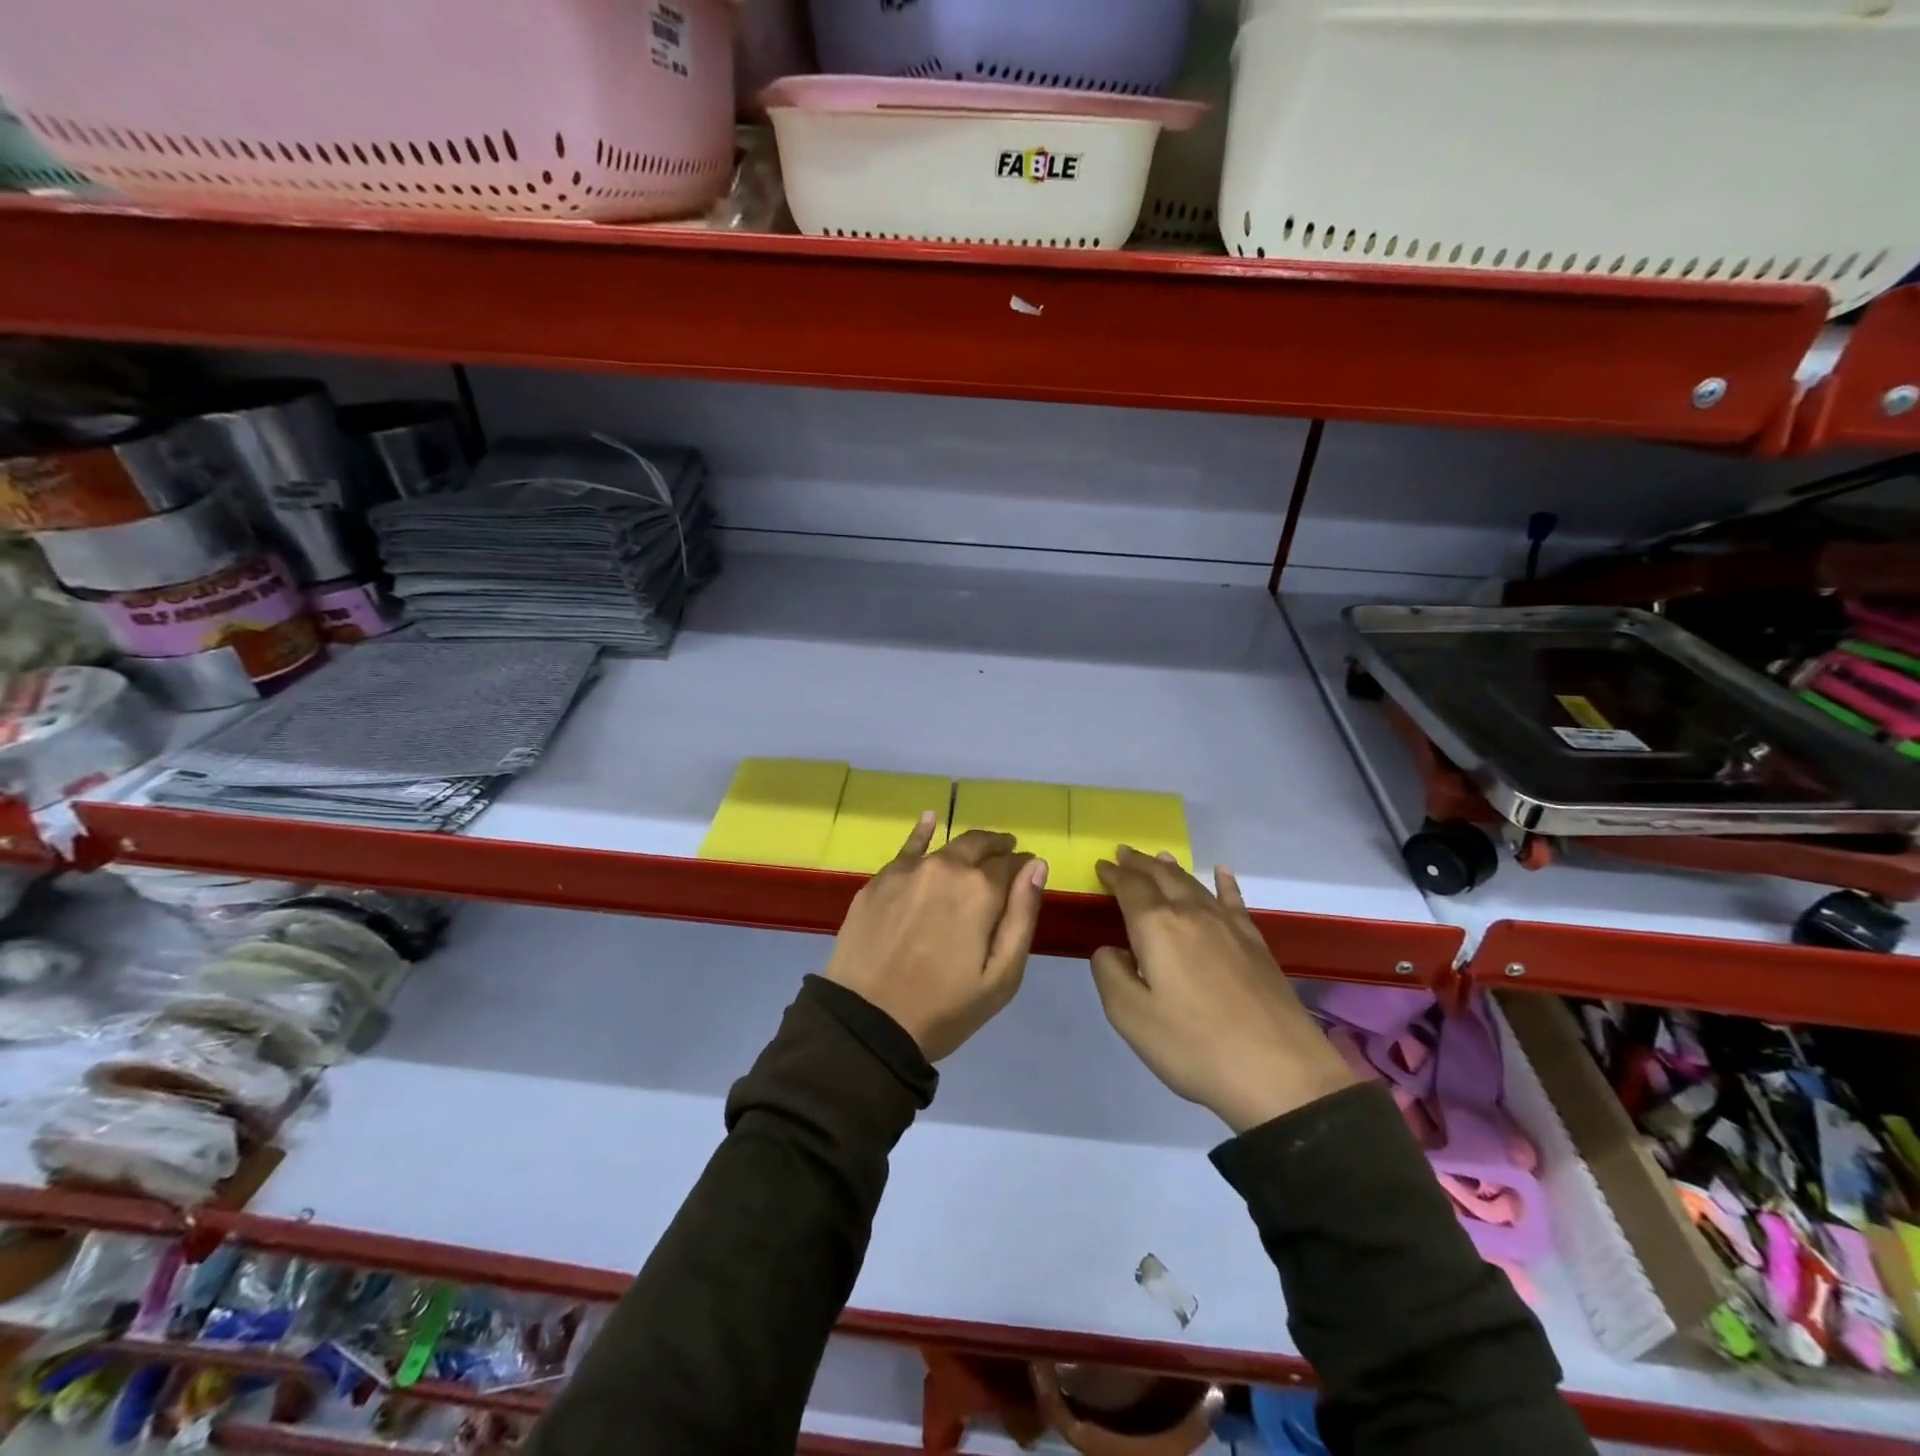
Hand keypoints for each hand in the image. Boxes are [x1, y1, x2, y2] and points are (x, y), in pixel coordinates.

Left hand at [825, 816, 1048, 1061]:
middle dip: (997, 849)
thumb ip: (1022, 915)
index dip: (1023, 866)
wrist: (867, 1022)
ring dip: (966, 848)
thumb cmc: (944, 1007)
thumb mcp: (1001, 975)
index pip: (1012, 863)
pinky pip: (907, 847)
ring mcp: (909, 870)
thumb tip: (1036, 866)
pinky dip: (923, 832)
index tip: (1027, 873)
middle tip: (1006, 856)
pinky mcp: (880, 879)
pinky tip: (930, 819)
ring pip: (946, 846)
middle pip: (979, 845)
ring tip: (976, 853)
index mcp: (981, 890)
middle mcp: (946, 867)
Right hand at [1091, 848, 1358, 1133]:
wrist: (1280, 1073)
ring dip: (1172, 869)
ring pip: (1194, 884)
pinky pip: (1234, 900)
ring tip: (1159, 859)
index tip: (1101, 865)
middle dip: (1140, 863)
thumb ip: (1109, 973)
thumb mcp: (1130, 1016)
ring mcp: (1229, 926)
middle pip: (1162, 877)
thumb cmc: (1194, 1046)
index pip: (1130, 888)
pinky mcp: (1256, 943)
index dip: (1114, 875)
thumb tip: (1111, 950)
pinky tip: (1223, 874)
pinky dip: (1224, 883)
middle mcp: (1192, 914)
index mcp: (1157, 927)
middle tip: (1124, 853)